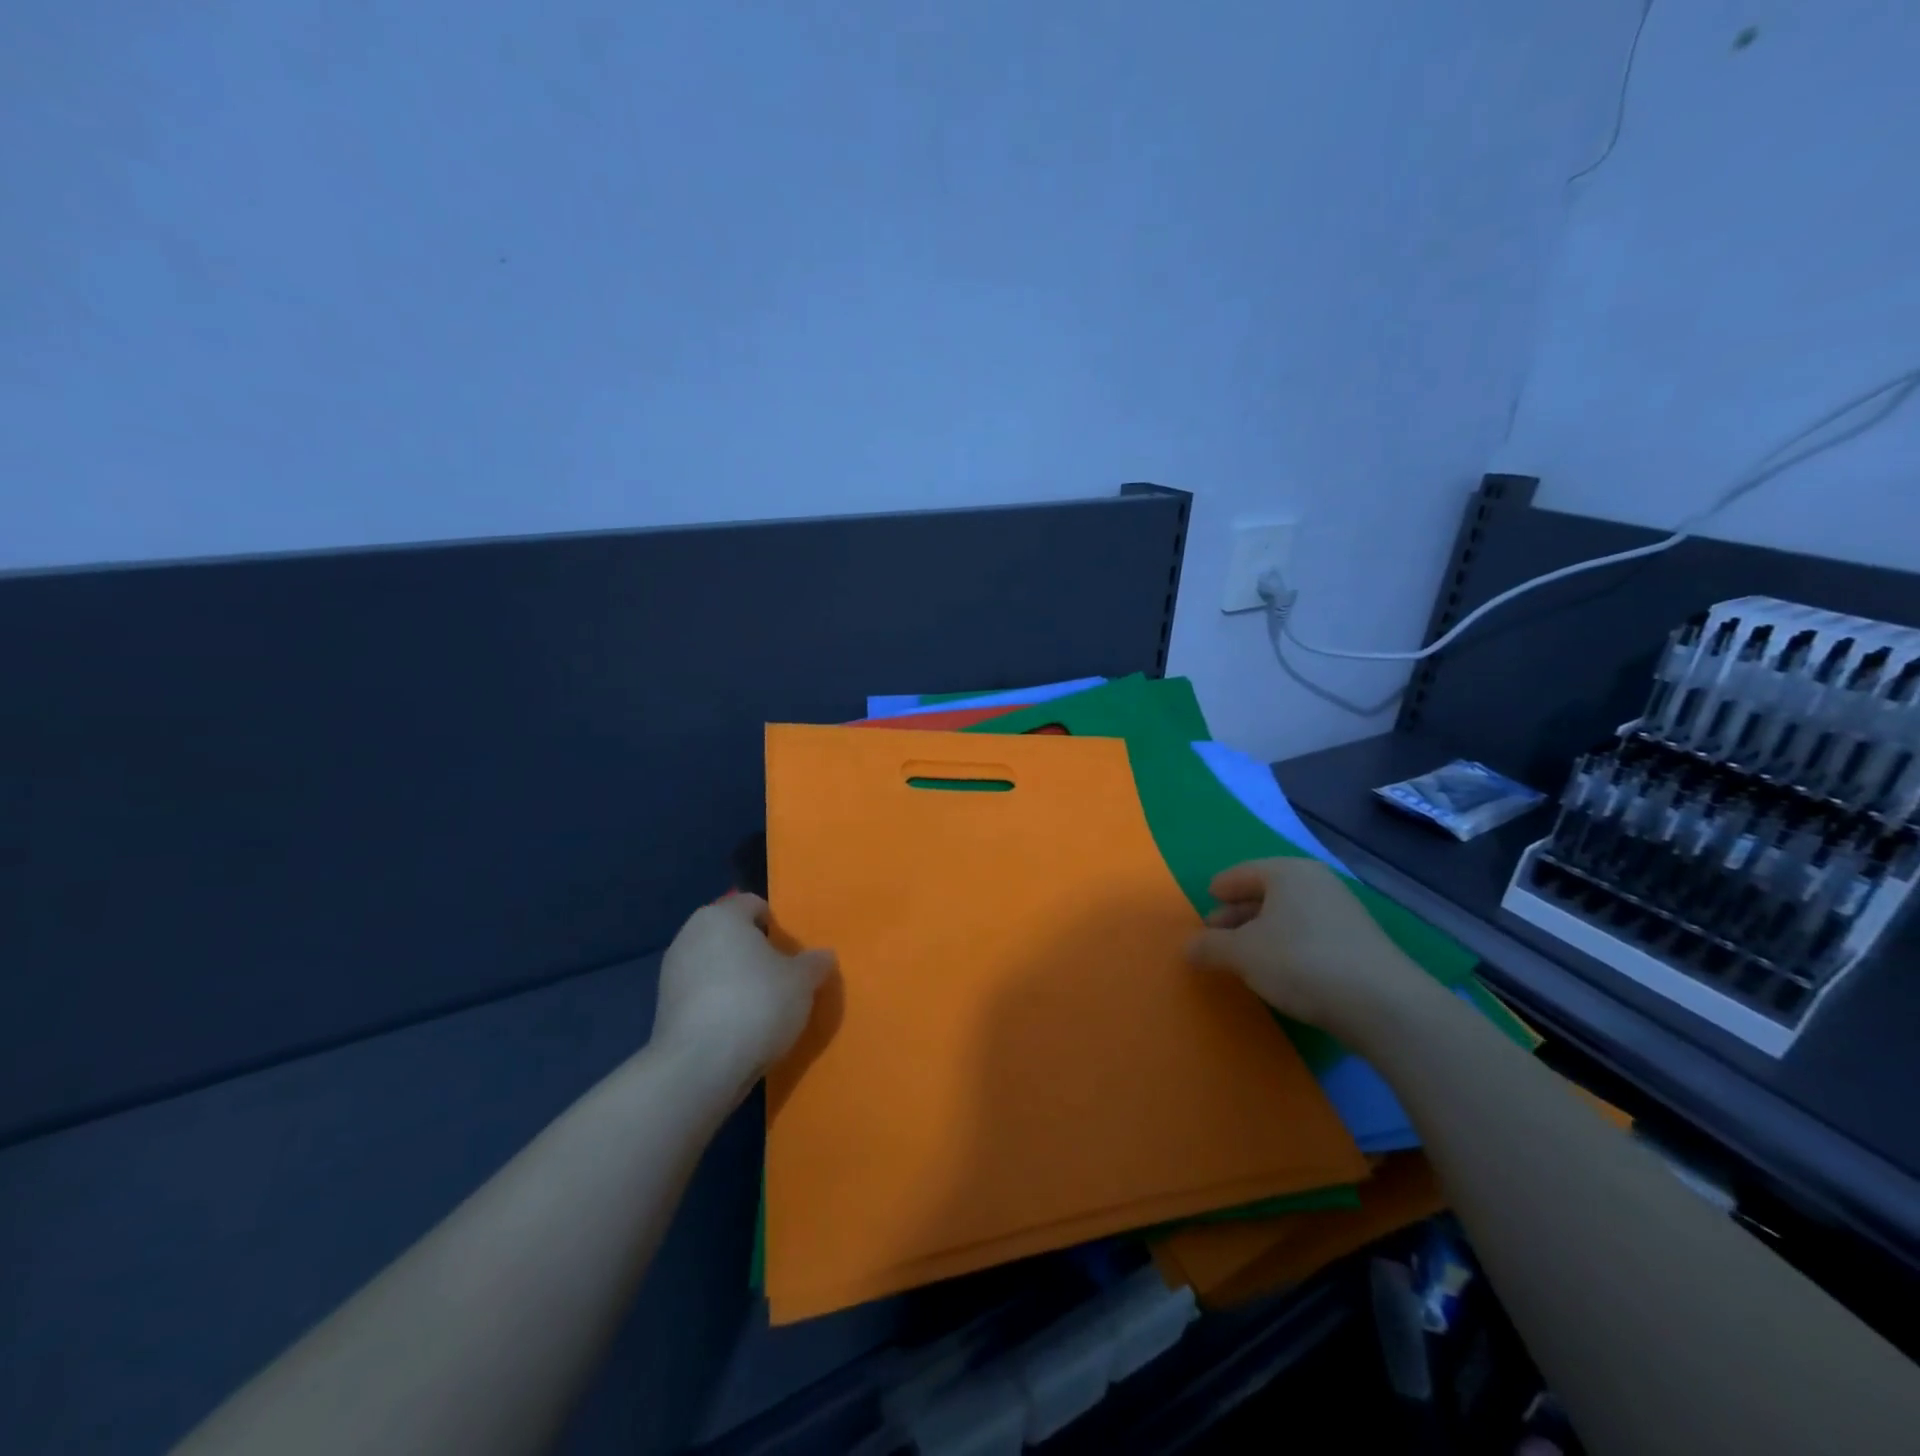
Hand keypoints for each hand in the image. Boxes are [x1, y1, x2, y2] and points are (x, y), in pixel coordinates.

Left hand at [652, 895, 834, 1091]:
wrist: (699, 1067)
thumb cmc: (756, 1004)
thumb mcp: (802, 982)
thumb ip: (814, 963)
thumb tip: (823, 956)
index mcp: (722, 915)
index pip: (753, 904)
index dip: (776, 925)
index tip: (792, 952)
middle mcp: (690, 935)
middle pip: (731, 935)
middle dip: (754, 953)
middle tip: (781, 978)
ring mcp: (672, 973)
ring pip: (715, 967)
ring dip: (736, 980)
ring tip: (762, 1009)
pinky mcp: (664, 1010)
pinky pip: (702, 996)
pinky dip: (719, 1005)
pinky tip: (739, 1029)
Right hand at [1186, 857, 1431, 1043]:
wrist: (1383, 1004)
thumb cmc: (1301, 962)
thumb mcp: (1242, 954)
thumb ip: (1210, 947)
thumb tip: (1188, 947)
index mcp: (1287, 872)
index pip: (1242, 873)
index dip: (1221, 887)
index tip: (1207, 899)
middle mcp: (1317, 883)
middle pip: (1266, 893)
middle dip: (1238, 913)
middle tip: (1216, 933)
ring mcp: (1343, 912)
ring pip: (1289, 914)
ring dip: (1262, 931)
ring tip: (1243, 954)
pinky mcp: (1359, 943)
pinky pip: (1309, 933)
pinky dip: (1287, 944)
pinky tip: (1279, 969)